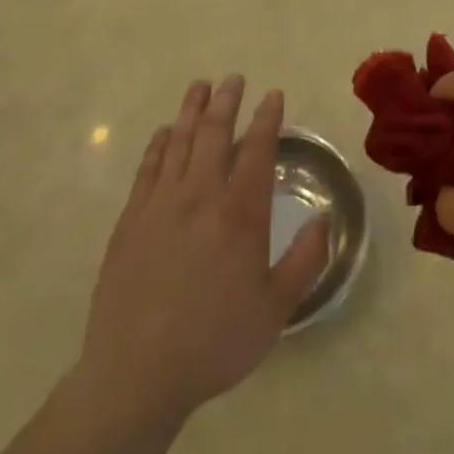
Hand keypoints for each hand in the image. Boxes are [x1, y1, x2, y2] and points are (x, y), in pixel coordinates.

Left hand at [79, 77, 329, 423]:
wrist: (135, 375)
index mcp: (240, 214)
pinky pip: (148, 168)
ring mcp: (160, 205)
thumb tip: (323, 219)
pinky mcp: (130, 220)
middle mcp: (200, 196)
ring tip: (200, 86)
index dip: (268, 118)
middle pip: (215, 133)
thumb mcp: (276, 309)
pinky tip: (165, 133)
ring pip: (180, 142)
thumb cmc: (214, 342)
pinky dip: (160, 144)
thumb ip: (305, 260)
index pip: (258, 150)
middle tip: (233, 78)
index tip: (273, 95)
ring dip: (192, 110)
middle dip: (227, 101)